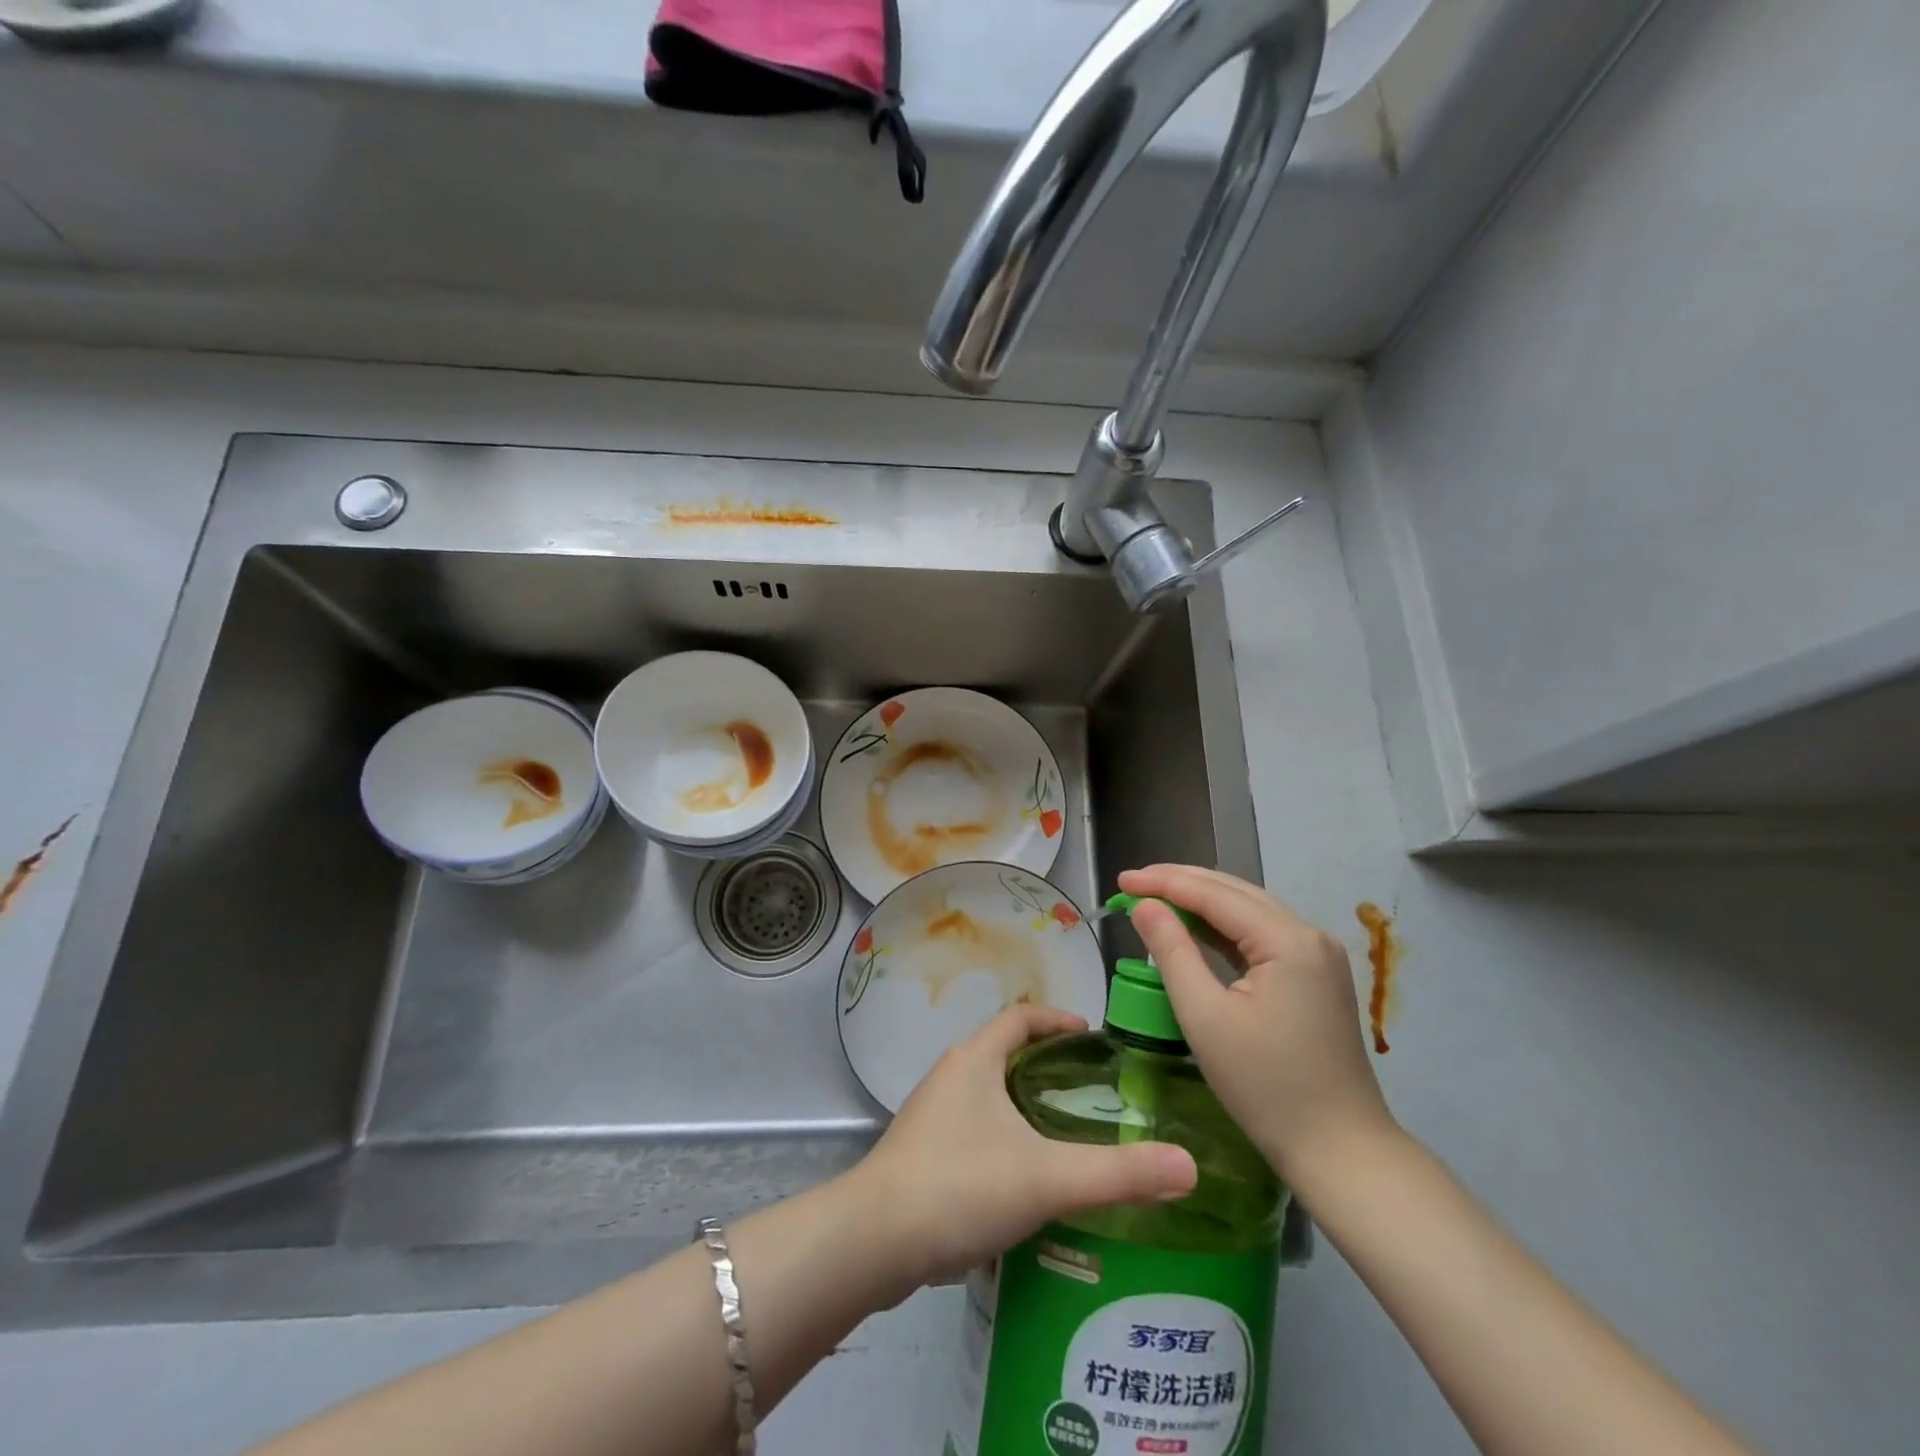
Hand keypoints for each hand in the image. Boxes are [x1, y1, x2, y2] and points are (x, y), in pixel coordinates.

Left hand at [848, 1005, 1197, 1292]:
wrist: (874, 1241)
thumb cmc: (960, 1185)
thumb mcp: (1046, 1177)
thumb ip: (1117, 1173)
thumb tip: (1188, 1166)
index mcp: (975, 1058)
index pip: (1019, 1016)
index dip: (1056, 1019)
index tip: (1092, 1036)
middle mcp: (950, 1075)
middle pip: (1004, 1052)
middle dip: (1046, 1063)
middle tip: (1091, 1090)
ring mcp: (932, 1114)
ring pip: (987, 1092)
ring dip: (1023, 1102)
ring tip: (1065, 1132)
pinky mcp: (922, 1151)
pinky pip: (973, 1127)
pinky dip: (1003, 1135)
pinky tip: (1024, 1177)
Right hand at [1119, 865, 1394, 1189]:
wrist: (1341, 1152)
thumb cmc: (1266, 1087)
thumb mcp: (1205, 1017)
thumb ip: (1172, 951)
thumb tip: (1143, 905)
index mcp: (1288, 941)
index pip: (1215, 893)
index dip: (1163, 882)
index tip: (1121, 879)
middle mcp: (1309, 934)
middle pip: (1235, 892)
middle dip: (1181, 883)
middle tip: (1132, 884)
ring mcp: (1317, 955)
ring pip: (1249, 910)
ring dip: (1201, 901)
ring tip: (1154, 899)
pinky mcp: (1315, 975)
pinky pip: (1261, 935)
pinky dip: (1223, 927)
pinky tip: (1194, 928)